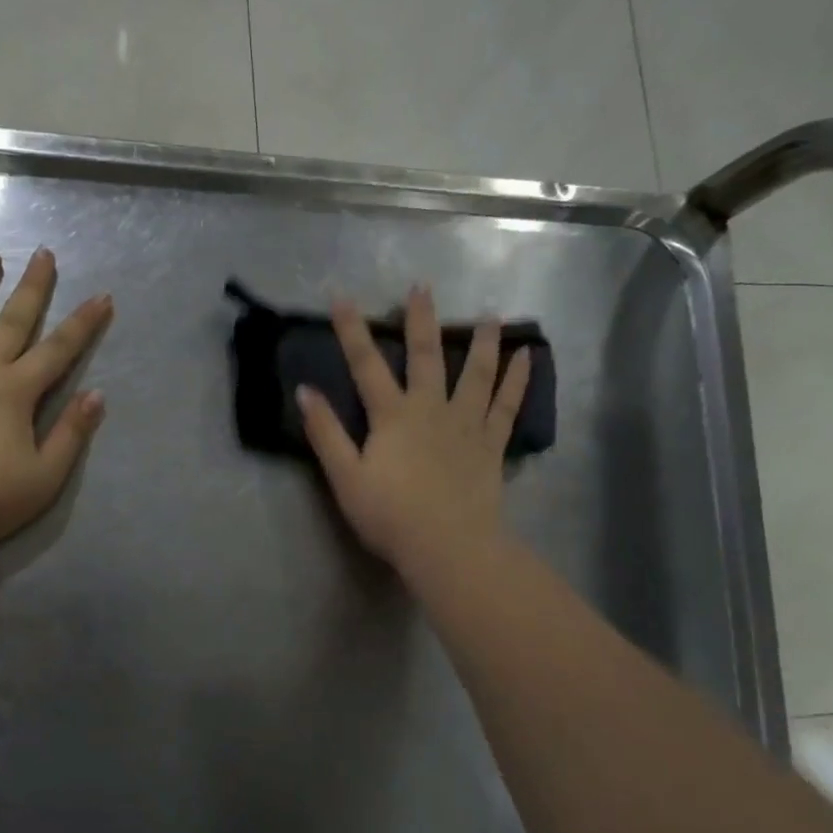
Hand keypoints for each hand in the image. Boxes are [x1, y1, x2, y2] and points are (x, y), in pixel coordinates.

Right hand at [298, 284, 529, 578]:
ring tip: (491, 314)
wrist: (447, 546)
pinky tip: (527, 356)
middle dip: (421, 320)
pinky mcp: (491, 443)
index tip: (342, 297)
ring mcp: (466, 424)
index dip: (351, 330)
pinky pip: (507, 405)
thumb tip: (305, 391)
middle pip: (426, 356)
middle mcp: (431, 408)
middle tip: (423, 287)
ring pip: (476, 373)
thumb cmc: (390, 515)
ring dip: (482, 341)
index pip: (366, 365)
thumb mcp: (345, 477)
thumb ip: (325, 433)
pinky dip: (518, 379)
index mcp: (392, 416)